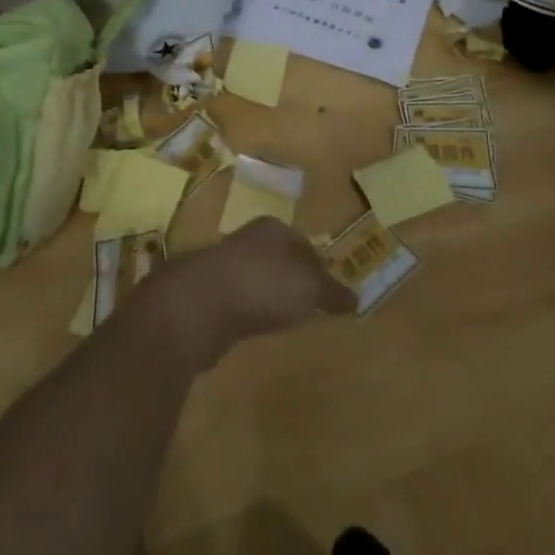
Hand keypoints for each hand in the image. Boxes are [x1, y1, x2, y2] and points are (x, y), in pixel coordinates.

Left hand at [143, 217, 356, 370]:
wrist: (199, 304)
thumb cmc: (261, 285)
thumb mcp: (308, 288)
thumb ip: (331, 292)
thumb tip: (356, 298)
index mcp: (274, 229)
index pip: (305, 244)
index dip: (321, 266)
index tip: (331, 290)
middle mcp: (250, 239)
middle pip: (281, 257)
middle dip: (295, 278)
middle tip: (312, 304)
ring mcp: (227, 265)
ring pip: (260, 277)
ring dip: (272, 294)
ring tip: (287, 317)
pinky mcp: (211, 293)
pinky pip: (242, 298)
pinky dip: (253, 309)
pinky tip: (258, 326)